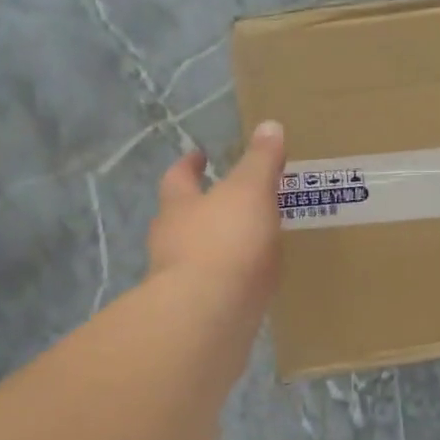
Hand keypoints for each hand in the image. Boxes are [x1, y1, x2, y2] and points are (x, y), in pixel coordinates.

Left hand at [148, 119, 285, 313]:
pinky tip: (247, 287)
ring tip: (244, 247)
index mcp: (179, 206)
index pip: (179, 178)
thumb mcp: (250, 191)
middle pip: (180, 219)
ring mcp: (178, 281)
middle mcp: (170, 241)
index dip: (190, 165)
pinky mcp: (195, 313)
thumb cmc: (225, 241)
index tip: (199, 155)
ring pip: (193, 257)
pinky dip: (226, 283)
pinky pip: (212, 290)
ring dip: (213, 250)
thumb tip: (270, 126)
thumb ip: (261, 162)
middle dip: (200, 210)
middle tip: (226, 204)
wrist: (207, 314)